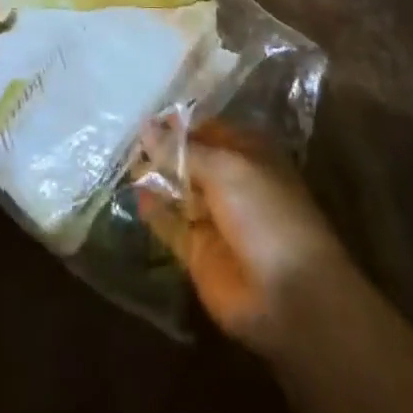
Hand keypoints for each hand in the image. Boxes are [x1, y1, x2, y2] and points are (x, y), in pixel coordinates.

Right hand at [137, 124, 356, 357]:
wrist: (288, 297)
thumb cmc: (265, 214)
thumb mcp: (225, 168)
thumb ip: (182, 150)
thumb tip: (147, 127)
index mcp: (247, 153)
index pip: (207, 130)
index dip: (178, 125)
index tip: (146, 116)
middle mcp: (230, 182)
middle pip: (190, 160)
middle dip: (162, 150)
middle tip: (127, 138)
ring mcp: (214, 218)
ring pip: (178, 190)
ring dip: (155, 178)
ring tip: (124, 162)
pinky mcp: (198, 252)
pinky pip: (170, 224)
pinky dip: (153, 210)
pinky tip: (135, 195)